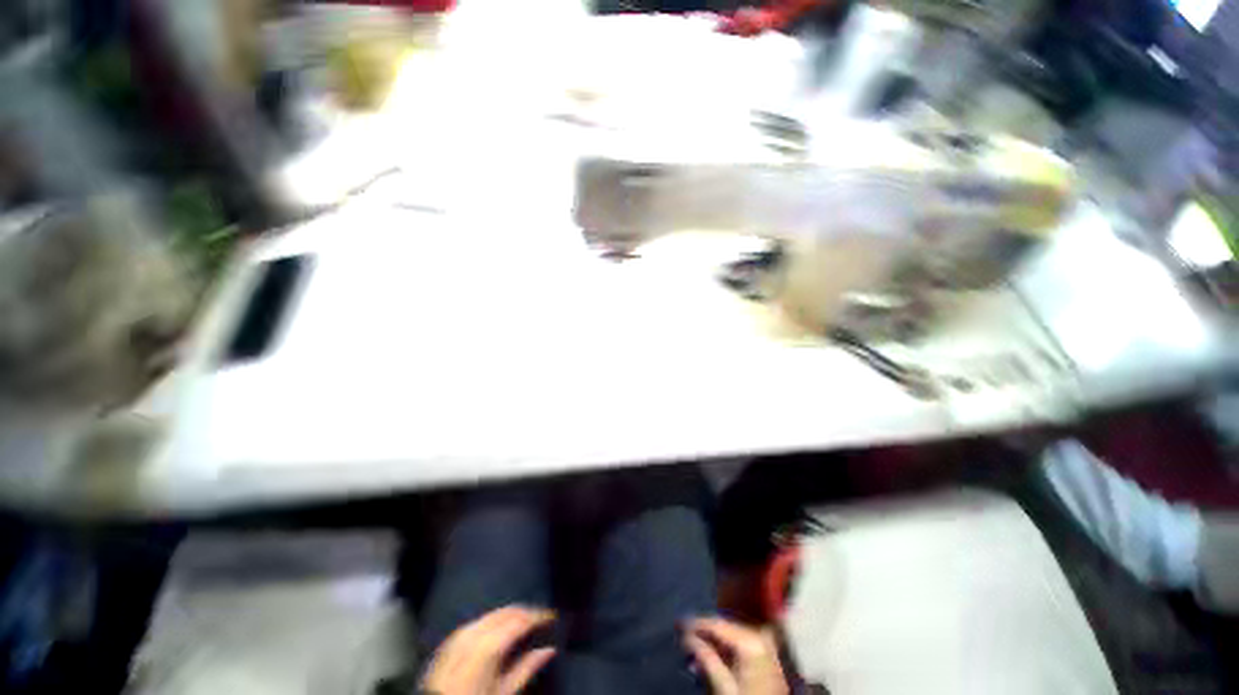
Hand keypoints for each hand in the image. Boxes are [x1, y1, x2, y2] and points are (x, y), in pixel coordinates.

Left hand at [421, 606, 555, 694]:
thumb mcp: (503, 694)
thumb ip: (526, 669)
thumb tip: (549, 649)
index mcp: (488, 646)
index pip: (519, 620)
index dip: (538, 615)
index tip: (552, 617)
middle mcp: (474, 633)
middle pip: (506, 612)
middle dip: (526, 612)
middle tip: (542, 618)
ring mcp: (459, 634)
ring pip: (492, 613)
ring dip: (511, 614)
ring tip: (525, 622)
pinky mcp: (450, 639)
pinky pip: (479, 620)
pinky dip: (494, 620)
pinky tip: (501, 627)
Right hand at [684, 617, 788, 694]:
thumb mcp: (723, 687)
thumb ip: (706, 659)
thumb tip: (687, 637)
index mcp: (750, 641)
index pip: (717, 624)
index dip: (696, 623)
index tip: (678, 624)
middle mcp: (760, 637)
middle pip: (725, 627)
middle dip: (705, 631)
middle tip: (685, 634)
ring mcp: (767, 646)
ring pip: (733, 634)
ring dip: (715, 639)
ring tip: (696, 644)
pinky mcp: (770, 657)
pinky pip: (743, 643)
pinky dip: (727, 646)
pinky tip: (714, 653)